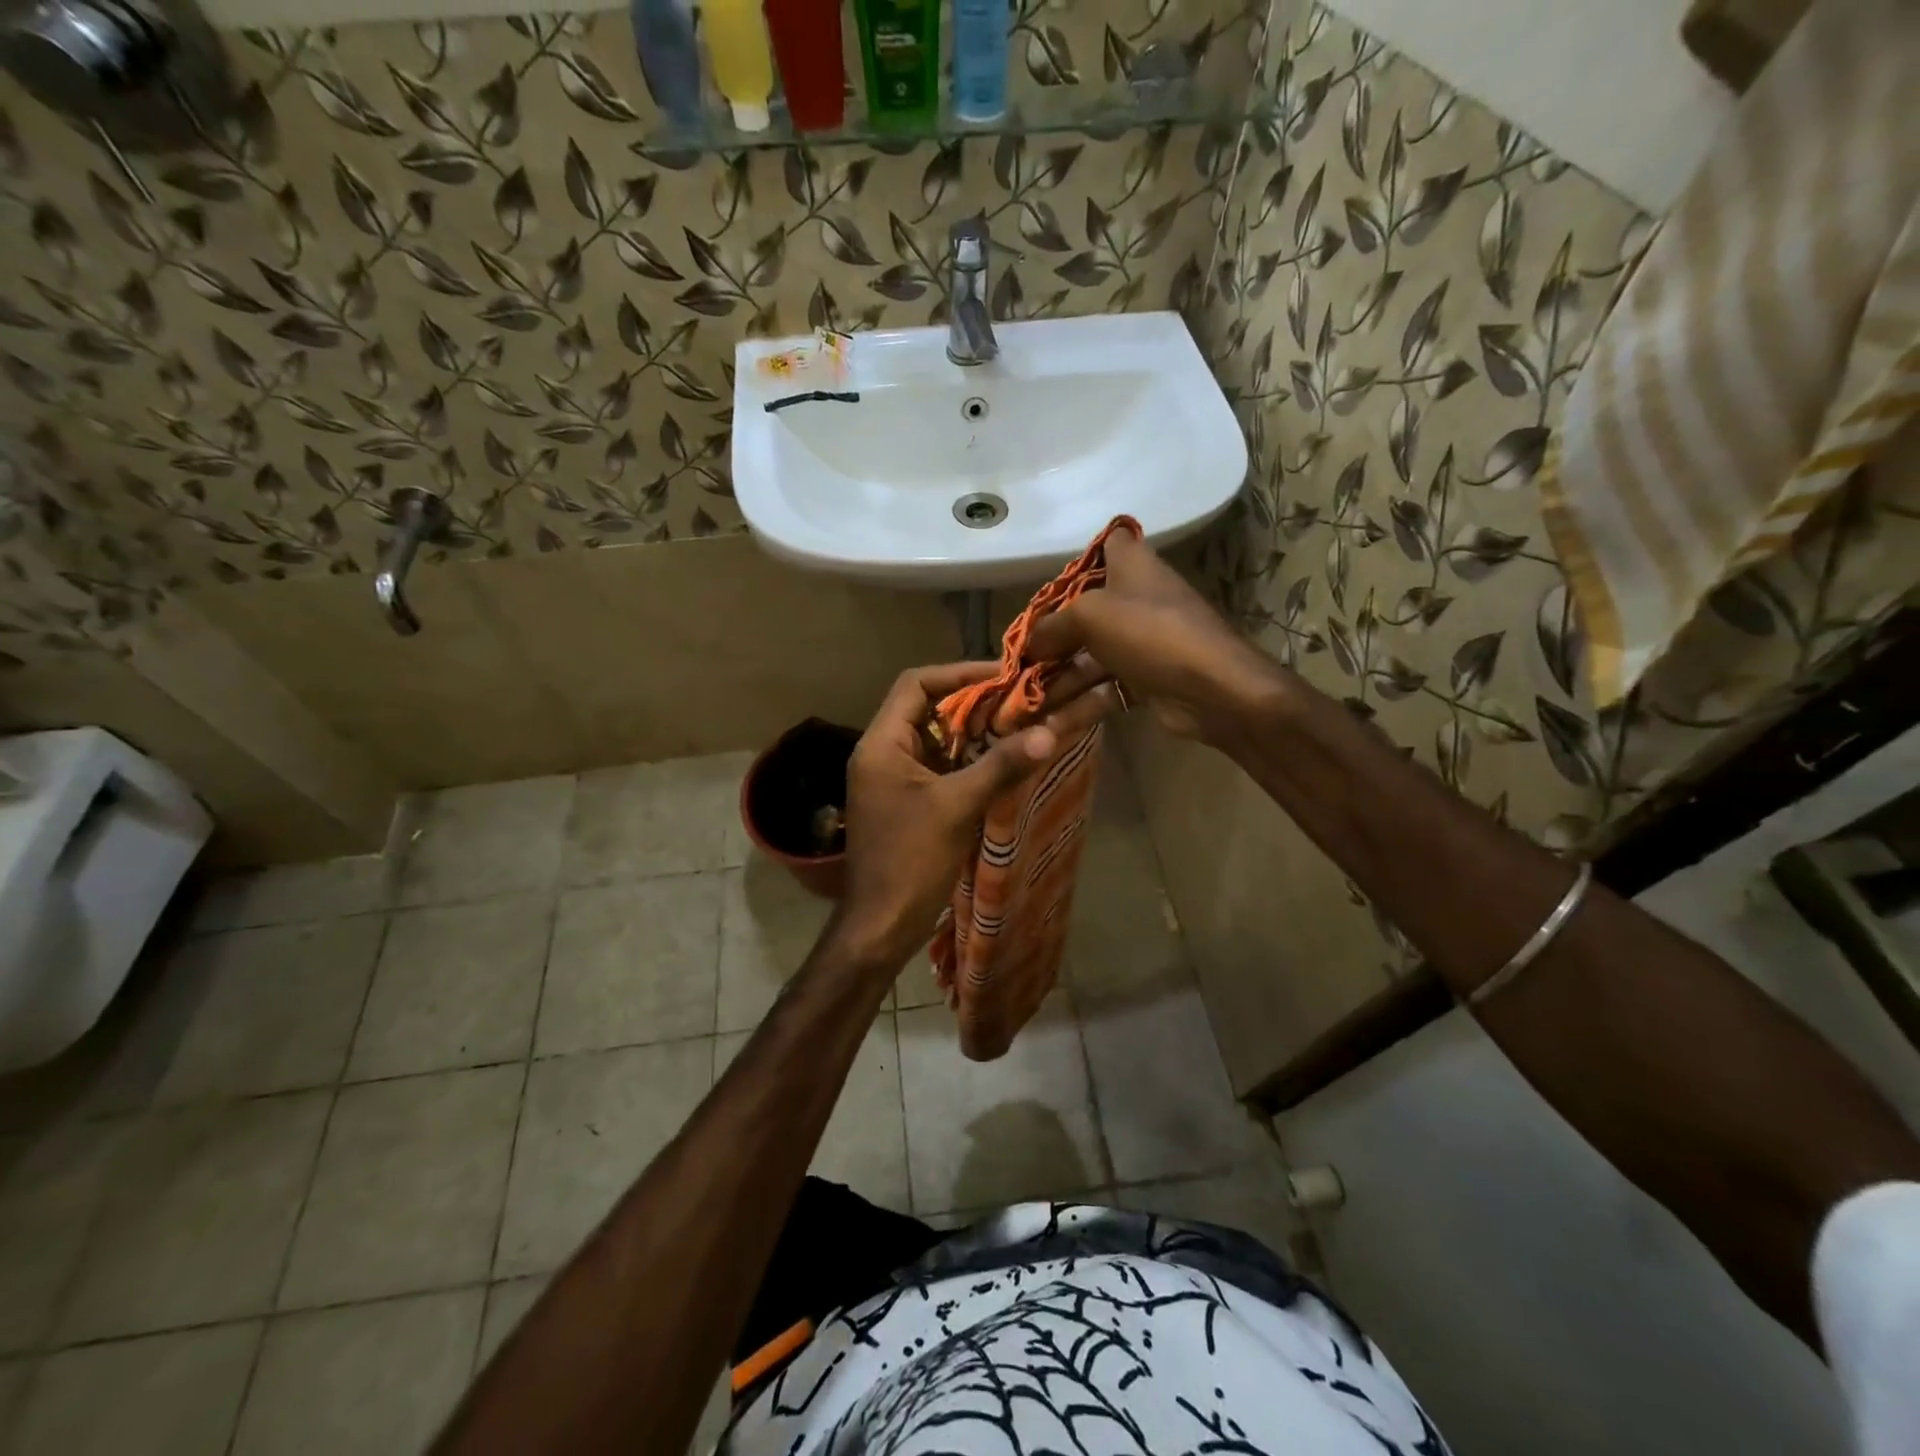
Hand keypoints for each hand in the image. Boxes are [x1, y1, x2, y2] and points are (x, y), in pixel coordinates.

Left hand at [829, 661, 1116, 972]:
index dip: (959, 673)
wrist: (881, 926)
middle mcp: (883, 753)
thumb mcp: (957, 808)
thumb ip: (1000, 766)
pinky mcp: (908, 802)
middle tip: (1019, 699)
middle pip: (927, 709)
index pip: (915, 684)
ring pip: (937, 739)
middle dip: (972, 702)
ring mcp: (894, 779)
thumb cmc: (910, 861)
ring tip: (1018, 724)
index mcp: (882, 744)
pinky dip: (968, 760)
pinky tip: (1003, 761)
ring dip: (974, 732)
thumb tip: (1049, 731)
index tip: (1003, 674)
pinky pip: (940, 767)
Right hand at [1027, 531, 1288, 746]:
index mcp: (1132, 566)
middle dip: (1050, 640)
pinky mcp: (1146, 681)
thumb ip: (1052, 626)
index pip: (1109, 544)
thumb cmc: (1150, 633)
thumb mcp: (1090, 617)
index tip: (1050, 586)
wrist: (1213, 689)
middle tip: (1017, 664)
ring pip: (1090, 658)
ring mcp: (1143, 643)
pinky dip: (1078, 706)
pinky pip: (1103, 689)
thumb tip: (1029, 644)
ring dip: (1057, 683)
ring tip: (1021, 706)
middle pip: (1085, 614)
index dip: (1081, 559)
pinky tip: (1047, 726)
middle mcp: (1137, 599)